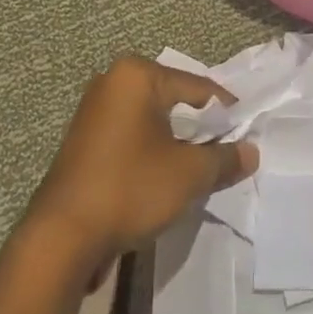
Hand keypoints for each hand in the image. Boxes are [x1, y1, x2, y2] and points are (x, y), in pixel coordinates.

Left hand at [26, 57, 257, 264]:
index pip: (198, 88)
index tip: (247, 135)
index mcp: (136, 76)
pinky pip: (132, 136)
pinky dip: (153, 151)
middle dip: (200, 127)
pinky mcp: (84, 140)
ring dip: (177, 142)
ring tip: (201, 168)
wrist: (62, 237)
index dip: (227, 113)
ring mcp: (94, 111)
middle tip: (226, 152)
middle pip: (174, 100)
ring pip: (153, 120)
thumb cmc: (130, 189)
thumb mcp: (189, 174)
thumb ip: (224, 158)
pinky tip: (166, 177)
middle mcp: (112, 82)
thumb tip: (251, 152)